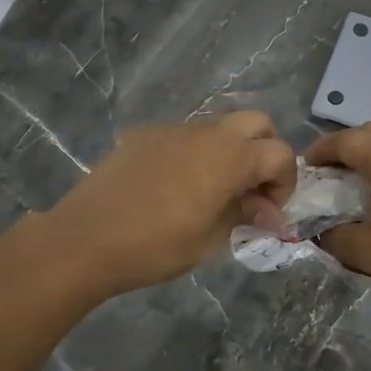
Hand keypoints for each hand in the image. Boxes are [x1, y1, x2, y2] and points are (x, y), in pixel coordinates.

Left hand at [45, 112, 296, 296]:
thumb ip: (244, 215)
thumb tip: (267, 210)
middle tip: (251, 189)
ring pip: (218, 127)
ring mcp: (173, 129)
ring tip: (211, 191)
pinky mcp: (144, 135)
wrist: (85, 239)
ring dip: (229, 151)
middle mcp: (207, 133)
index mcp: (230, 158)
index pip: (280, 154)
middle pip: (256, 123)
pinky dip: (194, 154)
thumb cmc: (155, 246)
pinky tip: (172, 187)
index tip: (269, 212)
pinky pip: (183, 136)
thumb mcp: (210, 239)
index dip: (285, 183)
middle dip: (264, 152)